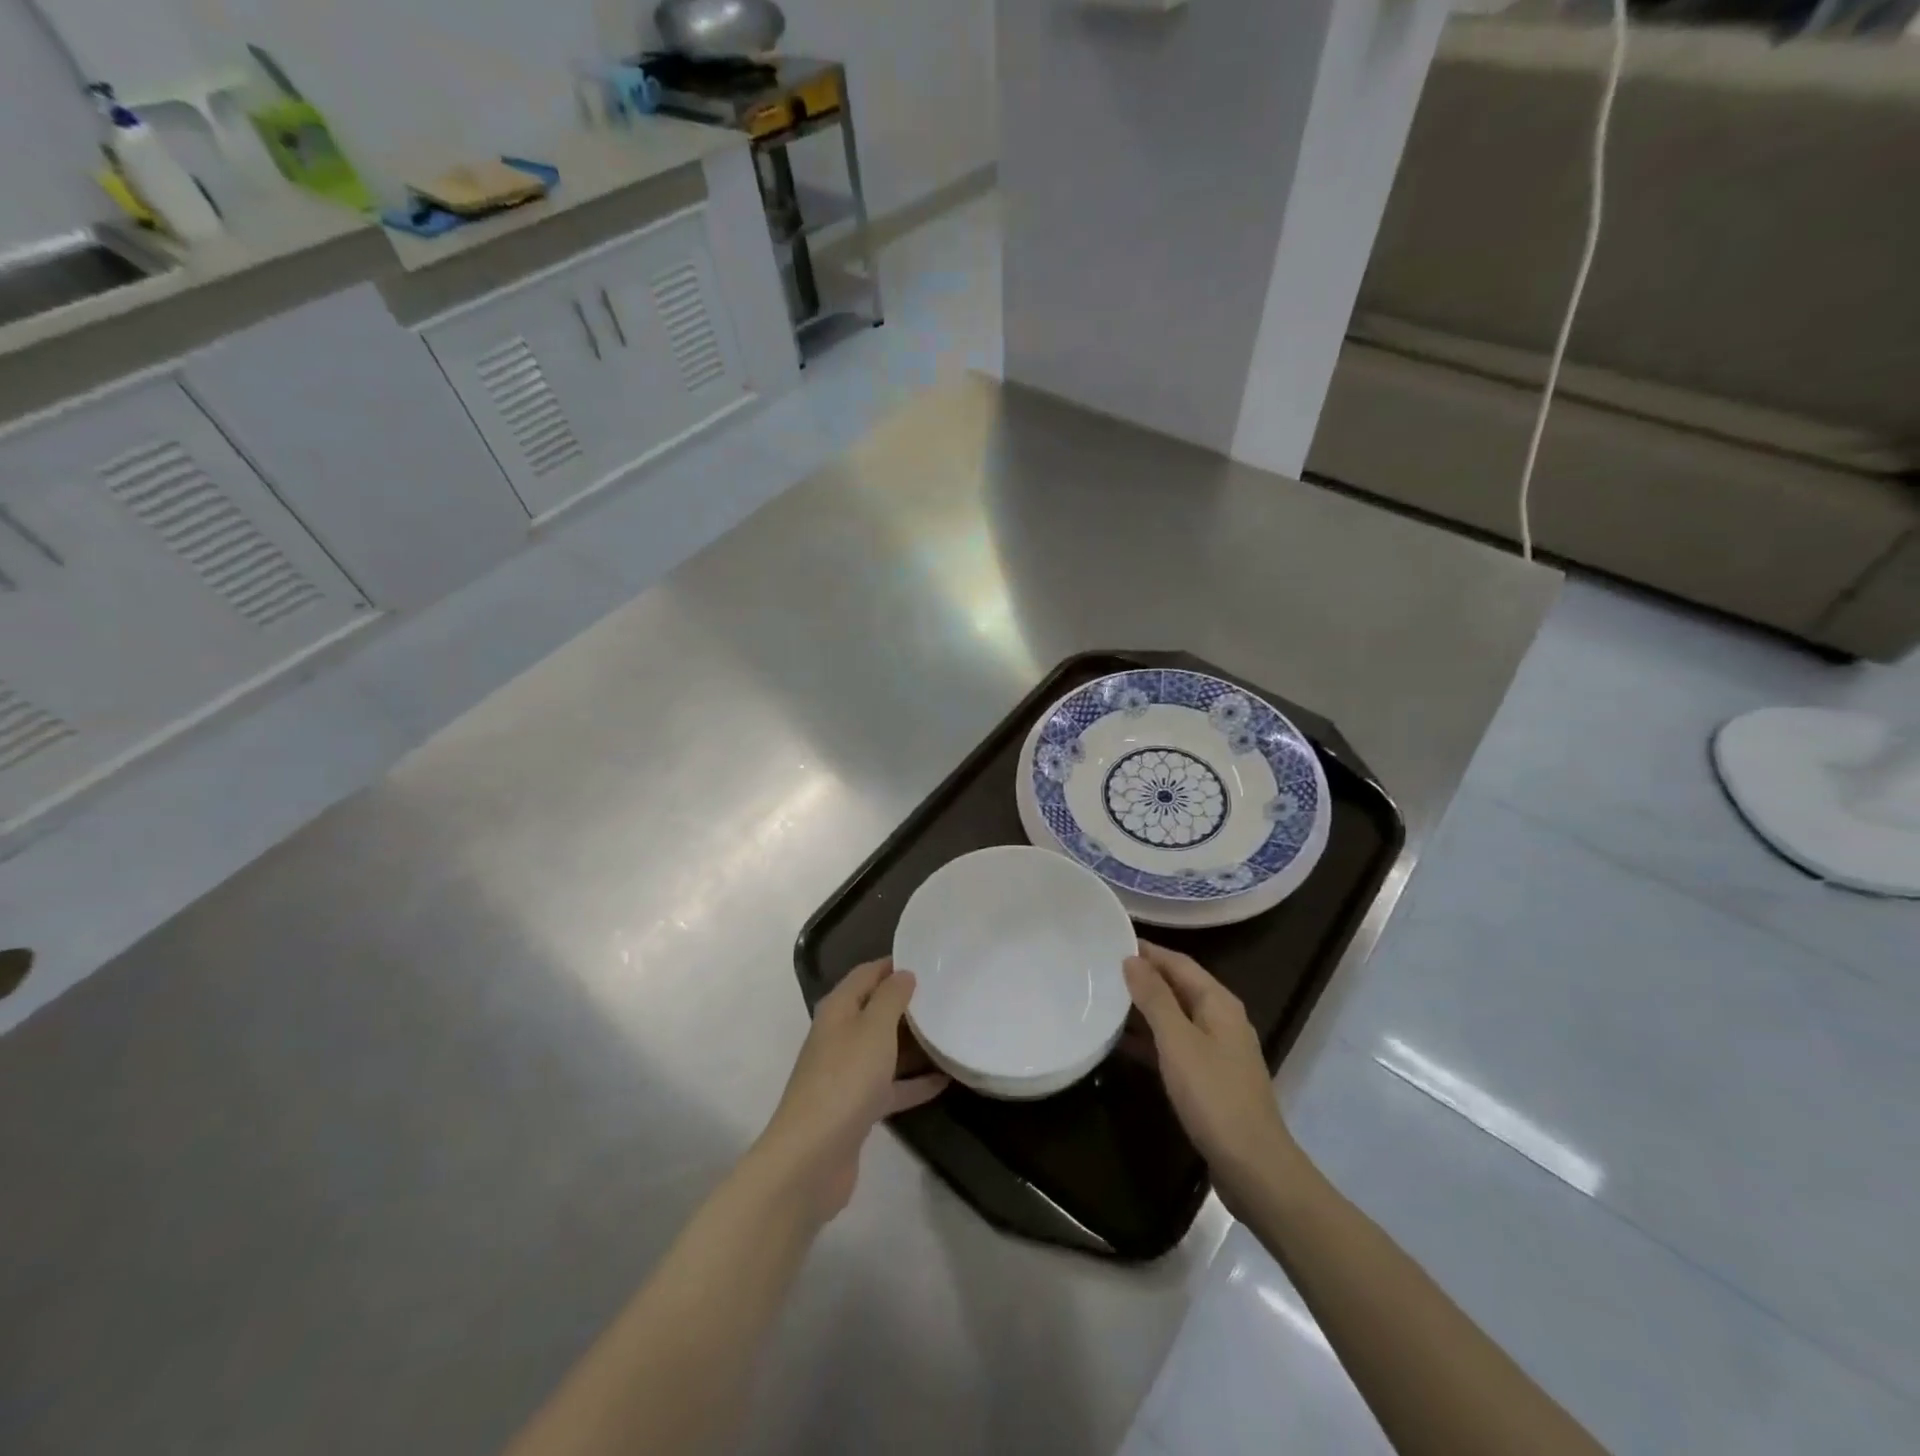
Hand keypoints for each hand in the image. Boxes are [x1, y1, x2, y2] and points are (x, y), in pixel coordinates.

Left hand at [753, 958, 948, 1223]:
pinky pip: (892, 1085)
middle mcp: (840, 1036)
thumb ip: (891, 998)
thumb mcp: (873, 1028)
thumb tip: (903, 973)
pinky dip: (915, 1081)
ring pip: (885, 1048)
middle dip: (909, 1003)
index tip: (930, 959)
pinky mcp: (858, 1108)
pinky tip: (946, 1080)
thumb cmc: (845, 1080)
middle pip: (876, 1010)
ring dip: (914, 1043)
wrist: (811, 1158)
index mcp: (839, 1009)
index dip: (894, 964)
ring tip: (952, 1031)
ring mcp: (847, 1073)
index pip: (867, 974)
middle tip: (949, 994)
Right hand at [1124, 941, 1301, 1211]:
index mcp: (1218, 1003)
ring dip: (1143, 1009)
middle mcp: (1221, 1019)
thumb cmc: (1214, 1096)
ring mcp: (1218, 1050)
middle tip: (1100, 971)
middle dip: (1143, 978)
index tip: (1110, 942)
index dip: (1147, 951)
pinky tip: (1121, 1045)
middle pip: (1178, 987)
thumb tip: (1132, 959)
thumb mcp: (1178, 1042)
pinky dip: (1150, 1040)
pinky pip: (1175, 1045)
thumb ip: (1154, 998)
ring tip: (1103, 1002)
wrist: (1253, 1167)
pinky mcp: (1210, 1078)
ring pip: (1175, 1017)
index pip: (1178, 963)